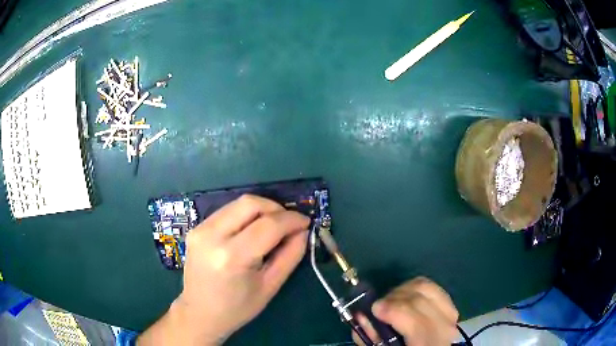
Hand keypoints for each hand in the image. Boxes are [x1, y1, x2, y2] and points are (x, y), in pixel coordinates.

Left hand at [138, 195, 309, 345]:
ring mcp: (200, 229)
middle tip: (289, 223)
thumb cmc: (237, 308)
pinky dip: (246, 215)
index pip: (268, 224)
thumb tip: (303, 230)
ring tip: (274, 226)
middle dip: (276, 208)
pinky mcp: (196, 228)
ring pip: (238, 203)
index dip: (292, 219)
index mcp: (232, 257)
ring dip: (261, 210)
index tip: (306, 222)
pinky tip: (253, 231)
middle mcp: (212, 236)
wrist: (199, 313)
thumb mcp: (270, 286)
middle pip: (250, 203)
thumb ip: (290, 255)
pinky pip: (227, 211)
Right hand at [353, 277, 458, 345]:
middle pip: (421, 300)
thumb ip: (370, 337)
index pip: (417, 323)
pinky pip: (432, 287)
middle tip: (378, 306)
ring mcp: (451, 314)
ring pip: (427, 287)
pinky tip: (405, 299)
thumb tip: (361, 315)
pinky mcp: (450, 305)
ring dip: (403, 290)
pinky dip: (414, 289)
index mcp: (428, 344)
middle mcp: (445, 328)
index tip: (374, 309)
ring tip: (390, 301)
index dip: (394, 311)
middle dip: (394, 298)